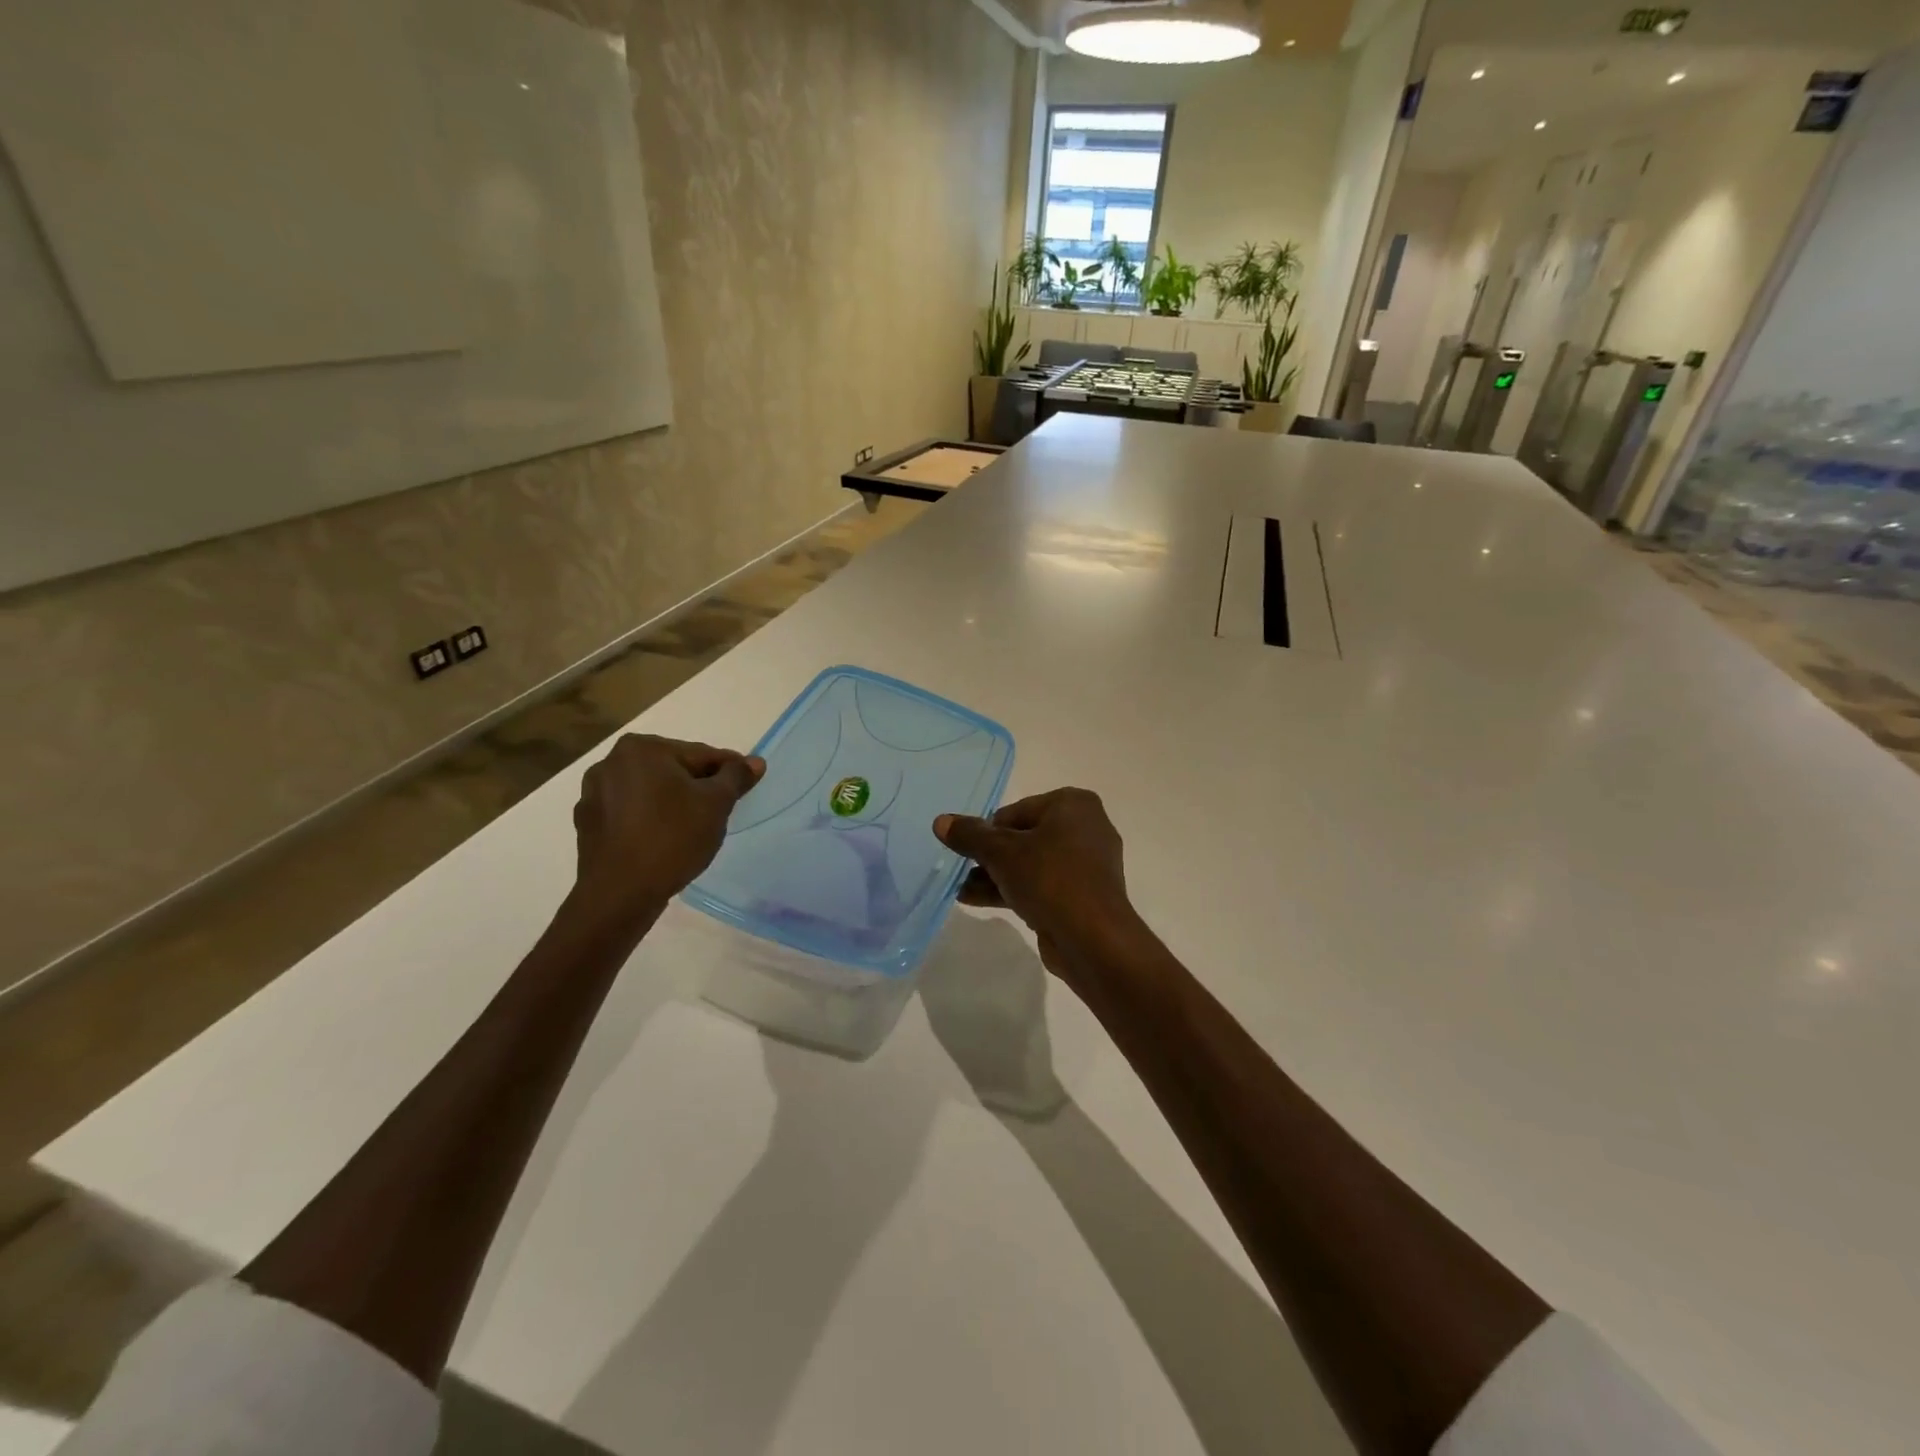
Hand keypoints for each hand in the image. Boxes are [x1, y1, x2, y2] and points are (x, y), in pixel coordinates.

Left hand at [572, 734, 763, 924]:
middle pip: (672, 770)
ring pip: (650, 792)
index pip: (700, 754)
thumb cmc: (672, 838)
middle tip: (722, 810)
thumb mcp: (716, 804)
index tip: (747, 785)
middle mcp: (611, 762)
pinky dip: (650, 821)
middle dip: (698, 786)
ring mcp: (594, 794)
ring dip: (673, 803)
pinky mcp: (588, 824)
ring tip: (694, 828)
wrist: (620, 894)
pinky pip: (630, 814)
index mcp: (641, 749)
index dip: (728, 771)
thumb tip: (755, 762)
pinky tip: (664, 841)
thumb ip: (736, 777)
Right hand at [933, 788, 1139, 984]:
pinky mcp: (1082, 896)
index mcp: (1073, 805)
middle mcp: (1085, 827)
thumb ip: (970, 835)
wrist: (1094, 940)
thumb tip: (941, 821)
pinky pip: (1041, 885)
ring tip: (961, 890)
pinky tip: (976, 900)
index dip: (987, 832)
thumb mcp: (1001, 853)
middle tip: (960, 870)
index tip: (966, 850)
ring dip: (995, 875)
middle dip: (990, 856)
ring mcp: (1086, 864)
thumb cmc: (1050, 879)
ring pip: (1031, 864)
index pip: (1015, 811)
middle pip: (1023, 837)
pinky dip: (1013, 890)